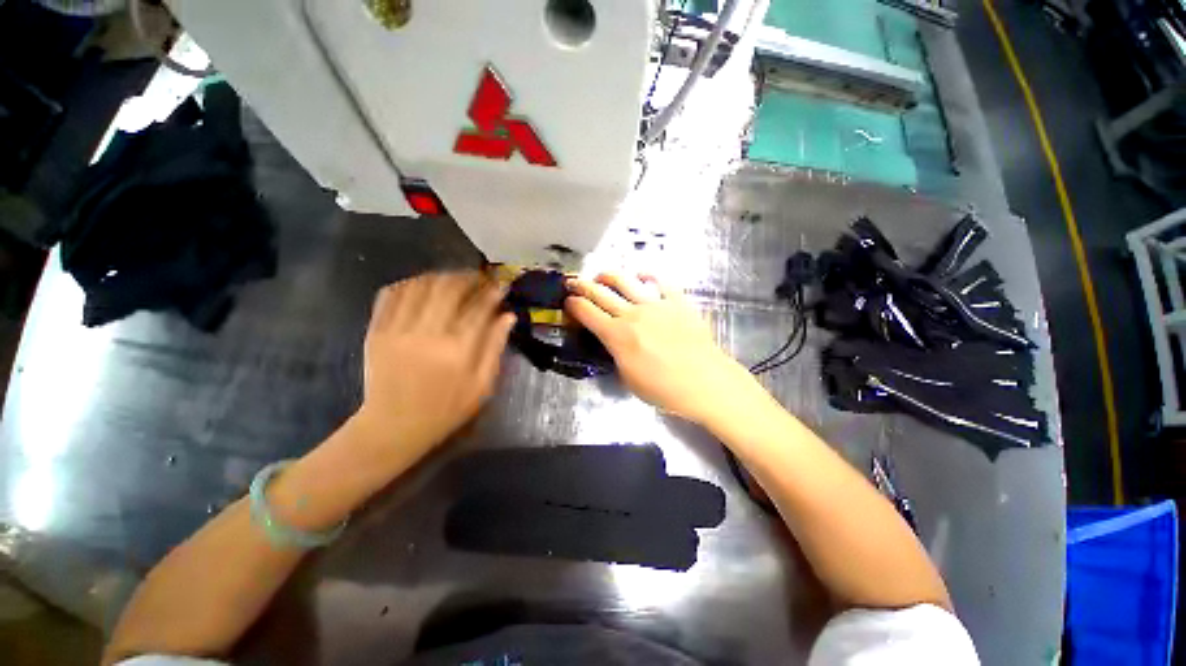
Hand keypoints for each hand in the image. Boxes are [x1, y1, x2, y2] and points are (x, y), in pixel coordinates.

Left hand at [354, 272, 514, 457]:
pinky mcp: (377, 330)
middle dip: (467, 277)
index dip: (492, 292)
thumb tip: (508, 316)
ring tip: (453, 280)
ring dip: (441, 276)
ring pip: (421, 285)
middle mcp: (428, 333)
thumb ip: (495, 347)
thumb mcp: (482, 385)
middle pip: (449, 288)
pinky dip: (410, 283)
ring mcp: (398, 330)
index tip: (500, 285)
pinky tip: (423, 286)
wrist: (394, 427)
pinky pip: (392, 294)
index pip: (479, 307)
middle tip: (478, 278)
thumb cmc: (446, 409)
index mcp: (458, 350)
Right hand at [565, 273, 760, 423]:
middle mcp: (632, 314)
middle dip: (582, 285)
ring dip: (609, 275)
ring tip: (602, 276)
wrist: (704, 382)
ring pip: (626, 280)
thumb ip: (616, 354)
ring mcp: (655, 304)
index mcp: (617, 335)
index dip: (573, 305)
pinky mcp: (676, 301)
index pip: (587, 312)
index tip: (567, 301)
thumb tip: (612, 341)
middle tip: (573, 281)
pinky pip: (659, 280)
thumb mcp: (628, 378)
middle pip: (601, 292)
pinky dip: (647, 275)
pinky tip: (641, 275)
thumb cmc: (664, 388)